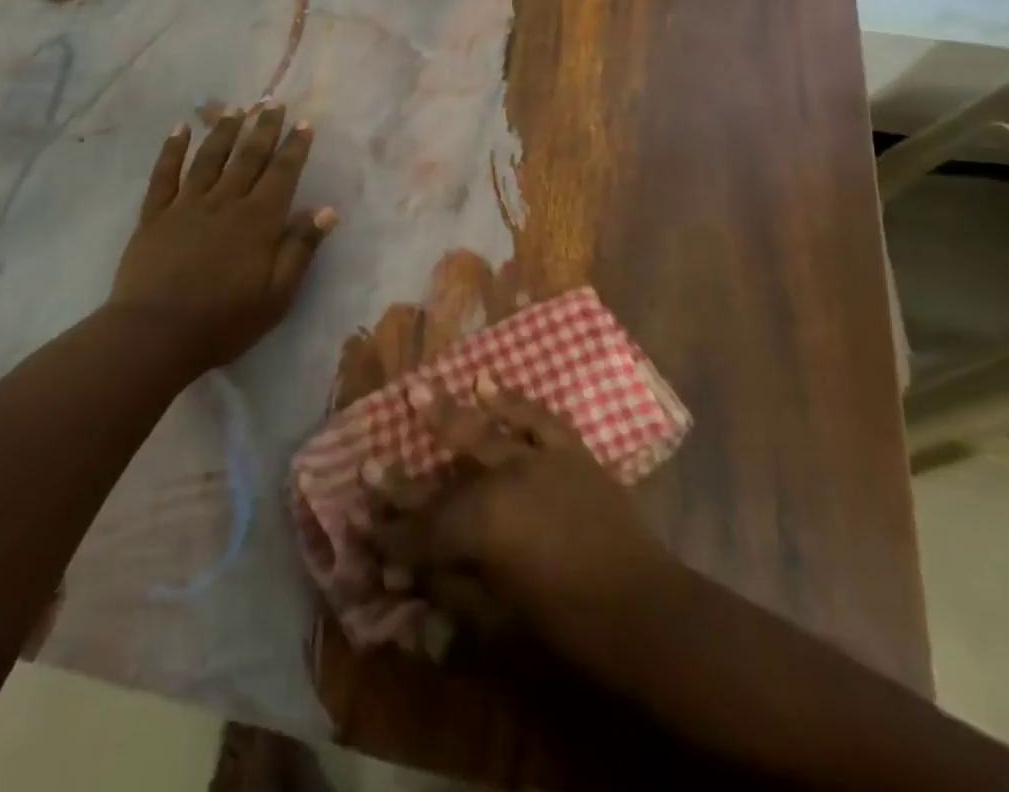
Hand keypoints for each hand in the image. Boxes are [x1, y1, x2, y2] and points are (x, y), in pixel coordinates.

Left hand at [110, 106, 336, 374]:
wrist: (155, 334)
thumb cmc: (224, 320)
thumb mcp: (277, 295)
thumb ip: (300, 249)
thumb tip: (327, 210)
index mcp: (258, 220)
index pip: (282, 174)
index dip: (295, 147)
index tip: (304, 123)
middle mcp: (225, 202)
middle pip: (248, 157)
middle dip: (264, 128)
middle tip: (274, 102)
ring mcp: (186, 205)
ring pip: (210, 158)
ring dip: (224, 130)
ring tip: (236, 108)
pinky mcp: (155, 215)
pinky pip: (164, 174)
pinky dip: (172, 149)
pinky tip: (180, 129)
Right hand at [370, 385, 674, 662]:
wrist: (646, 611)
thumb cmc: (569, 626)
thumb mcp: (501, 620)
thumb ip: (452, 590)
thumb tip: (410, 574)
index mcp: (481, 529)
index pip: (422, 534)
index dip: (390, 538)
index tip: (362, 531)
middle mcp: (500, 483)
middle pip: (441, 483)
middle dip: (401, 481)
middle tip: (366, 465)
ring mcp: (535, 460)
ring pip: (481, 432)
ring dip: (444, 414)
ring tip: (415, 390)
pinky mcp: (568, 451)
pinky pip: (535, 418)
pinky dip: (511, 399)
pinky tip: (485, 382)